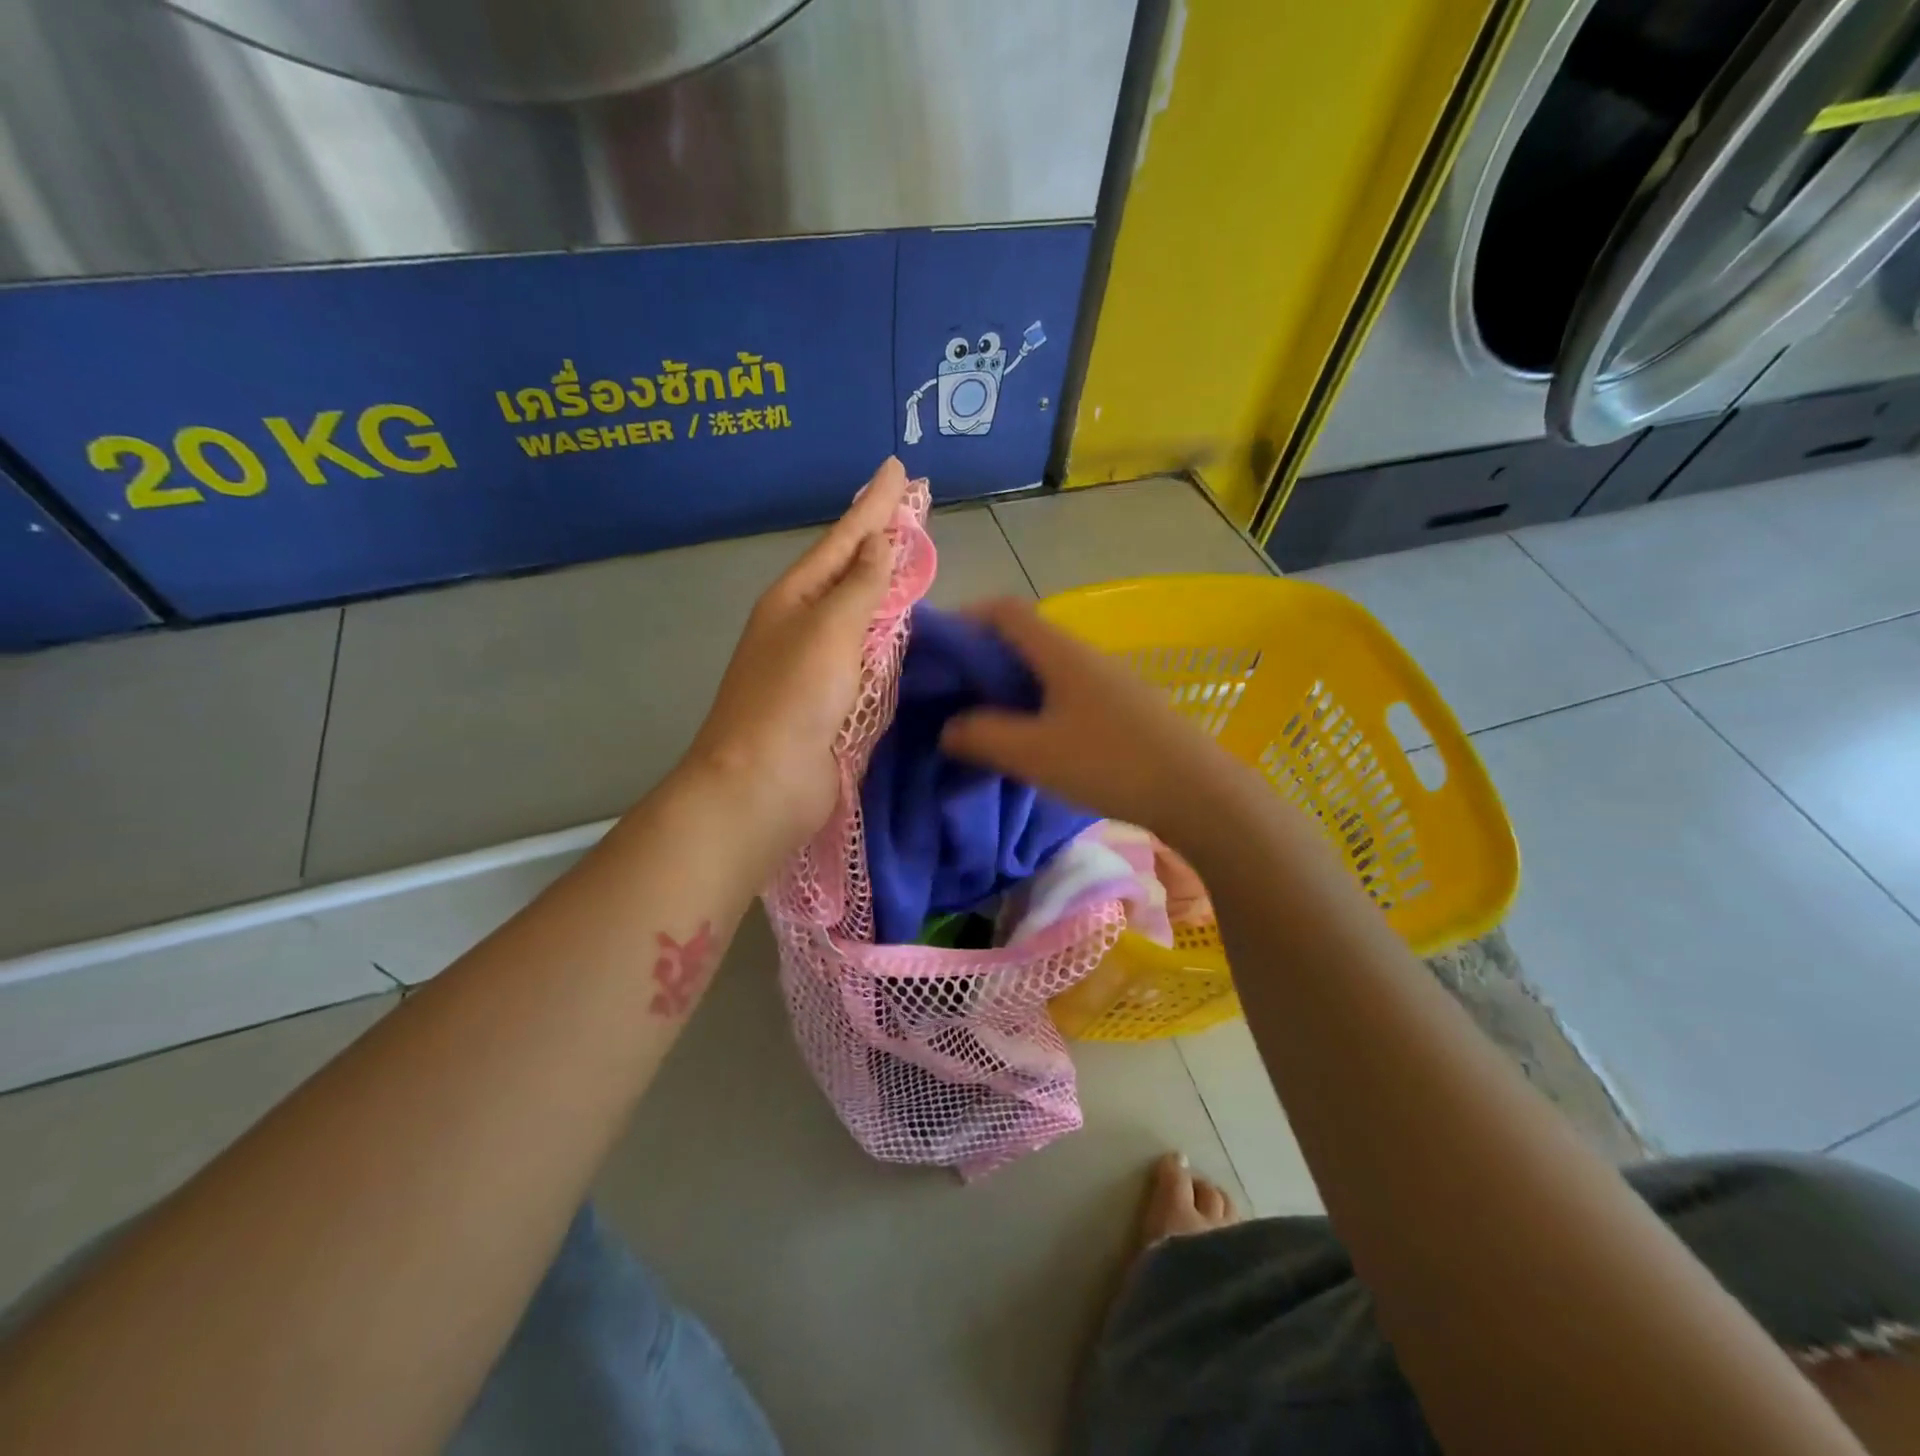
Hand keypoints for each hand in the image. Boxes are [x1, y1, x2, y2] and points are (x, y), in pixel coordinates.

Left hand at [682, 457, 909, 851]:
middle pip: (850, 571)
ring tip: (912, 558)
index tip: (899, 469)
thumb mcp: (828, 629)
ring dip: (885, 585)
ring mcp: (819, 664)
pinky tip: (904, 628)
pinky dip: (888, 638)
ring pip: (861, 614)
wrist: (764, 784)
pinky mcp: (836, 701)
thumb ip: (860, 586)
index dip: (874, 504)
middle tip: (912, 508)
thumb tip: (880, 542)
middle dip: (880, 538)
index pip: (844, 538)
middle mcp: (804, 623)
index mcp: (795, 597)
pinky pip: (869, 657)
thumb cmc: (792, 699)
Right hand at [939, 597, 1243, 838]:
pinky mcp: (1122, 707)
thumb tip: (948, 727)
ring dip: (1009, 686)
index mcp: (1060, 651)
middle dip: (981, 659)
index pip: (1004, 610)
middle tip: (951, 692)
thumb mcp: (1033, 753)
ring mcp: (1108, 680)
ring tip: (984, 719)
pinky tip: (1031, 739)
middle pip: (1023, 638)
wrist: (1197, 792)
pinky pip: (1065, 691)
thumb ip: (981, 736)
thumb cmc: (1109, 763)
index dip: (966, 619)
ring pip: (1045, 668)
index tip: (936, 650)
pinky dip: (1036, 704)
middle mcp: (1084, 655)